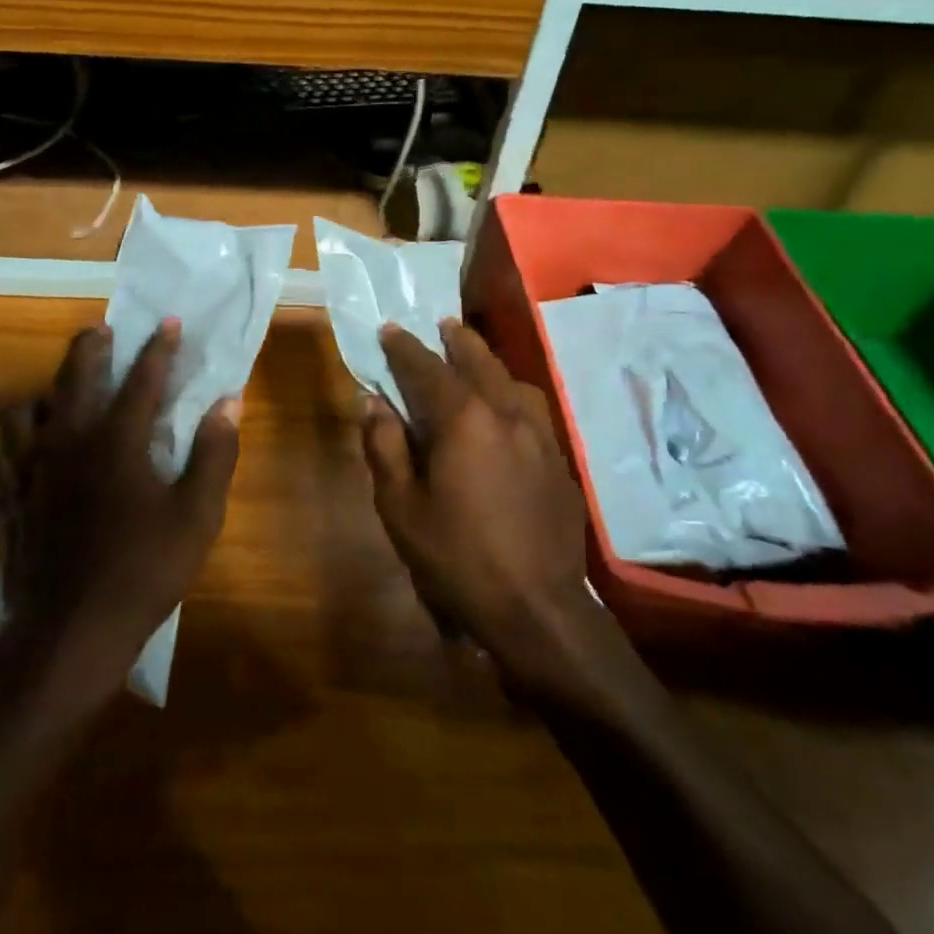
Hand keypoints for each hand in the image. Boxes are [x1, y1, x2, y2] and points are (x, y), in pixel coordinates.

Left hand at [0, 319, 241, 682]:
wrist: (68, 636)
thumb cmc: (142, 573)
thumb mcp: (197, 516)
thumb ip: (215, 454)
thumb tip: (229, 402)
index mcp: (116, 441)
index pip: (141, 379)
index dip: (158, 348)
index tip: (168, 322)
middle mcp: (68, 442)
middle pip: (74, 376)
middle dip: (91, 347)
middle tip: (103, 331)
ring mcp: (31, 470)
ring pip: (25, 409)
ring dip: (47, 390)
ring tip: (64, 393)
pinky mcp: (10, 499)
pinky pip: (5, 451)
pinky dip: (21, 438)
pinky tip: (32, 448)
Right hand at [361, 319, 601, 686]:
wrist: (537, 608)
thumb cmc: (457, 558)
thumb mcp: (401, 507)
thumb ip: (385, 446)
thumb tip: (374, 402)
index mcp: (464, 419)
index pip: (427, 368)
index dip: (404, 347)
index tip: (388, 329)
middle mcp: (505, 412)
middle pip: (478, 360)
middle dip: (455, 339)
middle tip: (440, 324)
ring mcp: (540, 434)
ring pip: (511, 379)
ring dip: (488, 361)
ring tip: (472, 355)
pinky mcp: (559, 458)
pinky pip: (531, 407)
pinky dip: (511, 391)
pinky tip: (505, 405)